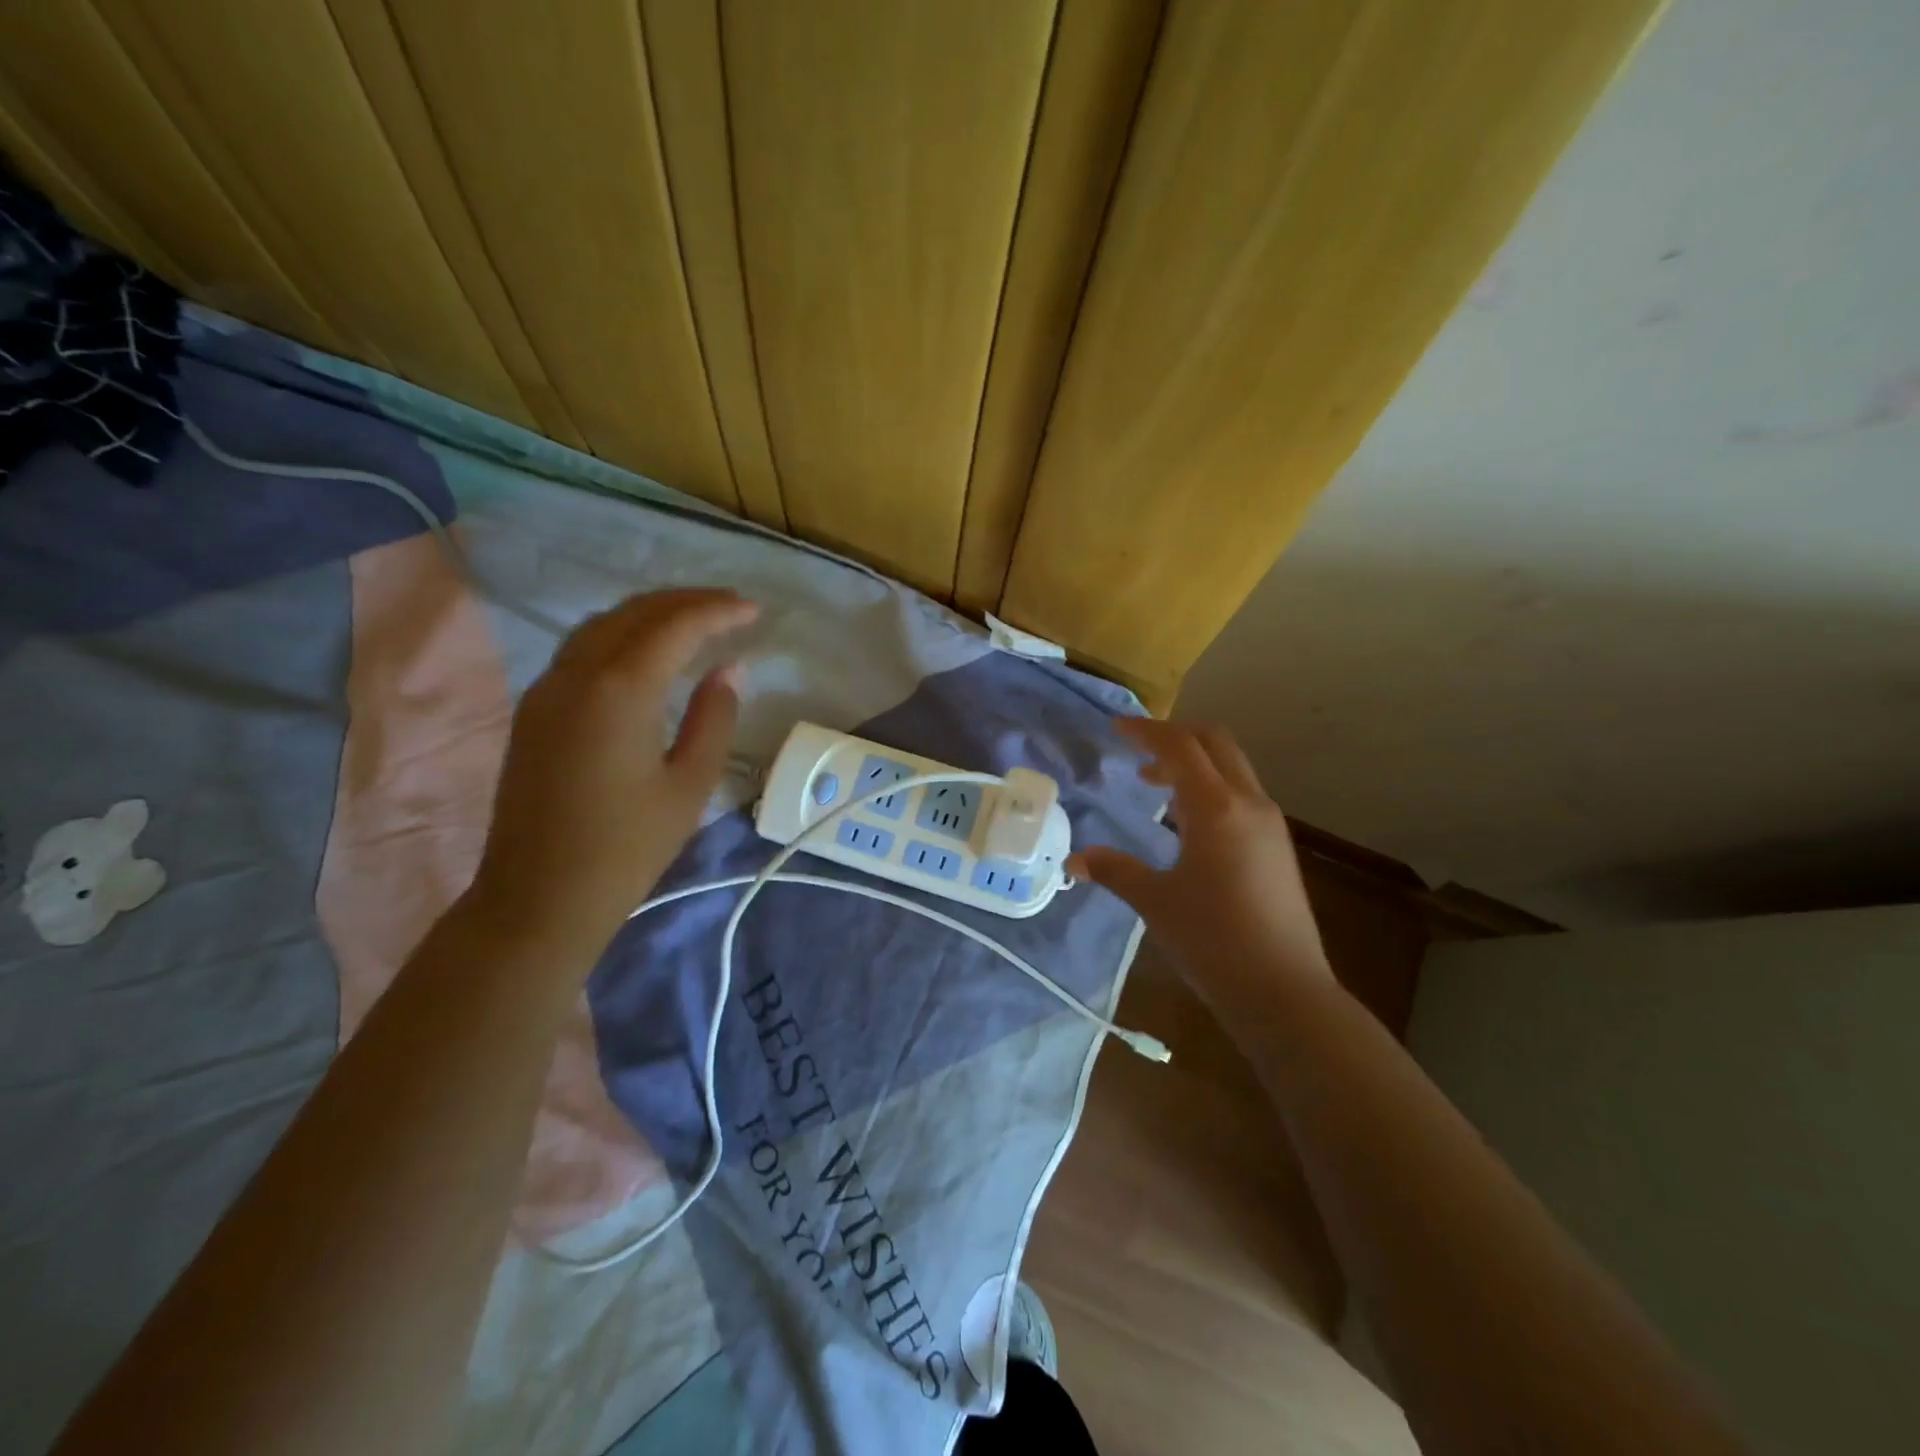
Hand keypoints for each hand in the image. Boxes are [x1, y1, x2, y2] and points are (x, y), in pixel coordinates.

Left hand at [466, 589, 757, 959]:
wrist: (539, 897)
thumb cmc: (627, 848)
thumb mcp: (690, 786)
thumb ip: (713, 718)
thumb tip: (728, 670)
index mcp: (619, 692)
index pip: (674, 627)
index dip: (717, 611)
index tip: (754, 611)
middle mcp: (575, 675)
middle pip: (634, 613)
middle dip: (686, 602)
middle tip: (730, 608)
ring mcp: (546, 690)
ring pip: (602, 625)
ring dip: (651, 614)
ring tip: (694, 622)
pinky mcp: (534, 710)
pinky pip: (581, 649)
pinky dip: (622, 635)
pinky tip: (647, 653)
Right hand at [1068, 718, 1330, 1009]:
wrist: (1284, 992)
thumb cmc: (1212, 941)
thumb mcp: (1155, 901)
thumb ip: (1114, 870)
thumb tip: (1074, 859)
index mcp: (1217, 808)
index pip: (1180, 746)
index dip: (1146, 731)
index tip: (1116, 730)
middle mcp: (1249, 804)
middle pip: (1214, 742)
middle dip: (1174, 736)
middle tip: (1137, 748)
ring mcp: (1270, 824)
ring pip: (1231, 768)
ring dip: (1193, 763)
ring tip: (1154, 785)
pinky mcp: (1277, 846)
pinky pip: (1240, 795)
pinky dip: (1210, 788)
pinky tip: (1186, 822)